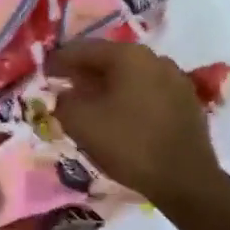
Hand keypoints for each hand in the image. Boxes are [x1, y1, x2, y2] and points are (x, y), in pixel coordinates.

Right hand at [45, 40, 223, 206]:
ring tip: (89, 104)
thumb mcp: (82, 123)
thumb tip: (63, 96)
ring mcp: (175, 79)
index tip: (43, 72)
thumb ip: (63, 102)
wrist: (186, 180)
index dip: (59, 61)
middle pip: (109, 60)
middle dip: (84, 73)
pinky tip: (119, 117)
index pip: (83, 49)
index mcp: (128, 55)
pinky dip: (128, 98)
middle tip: (63, 87)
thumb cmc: (129, 144)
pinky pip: (148, 92)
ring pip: (130, 76)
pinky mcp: (186, 101)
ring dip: (107, 86)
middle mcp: (154, 58)